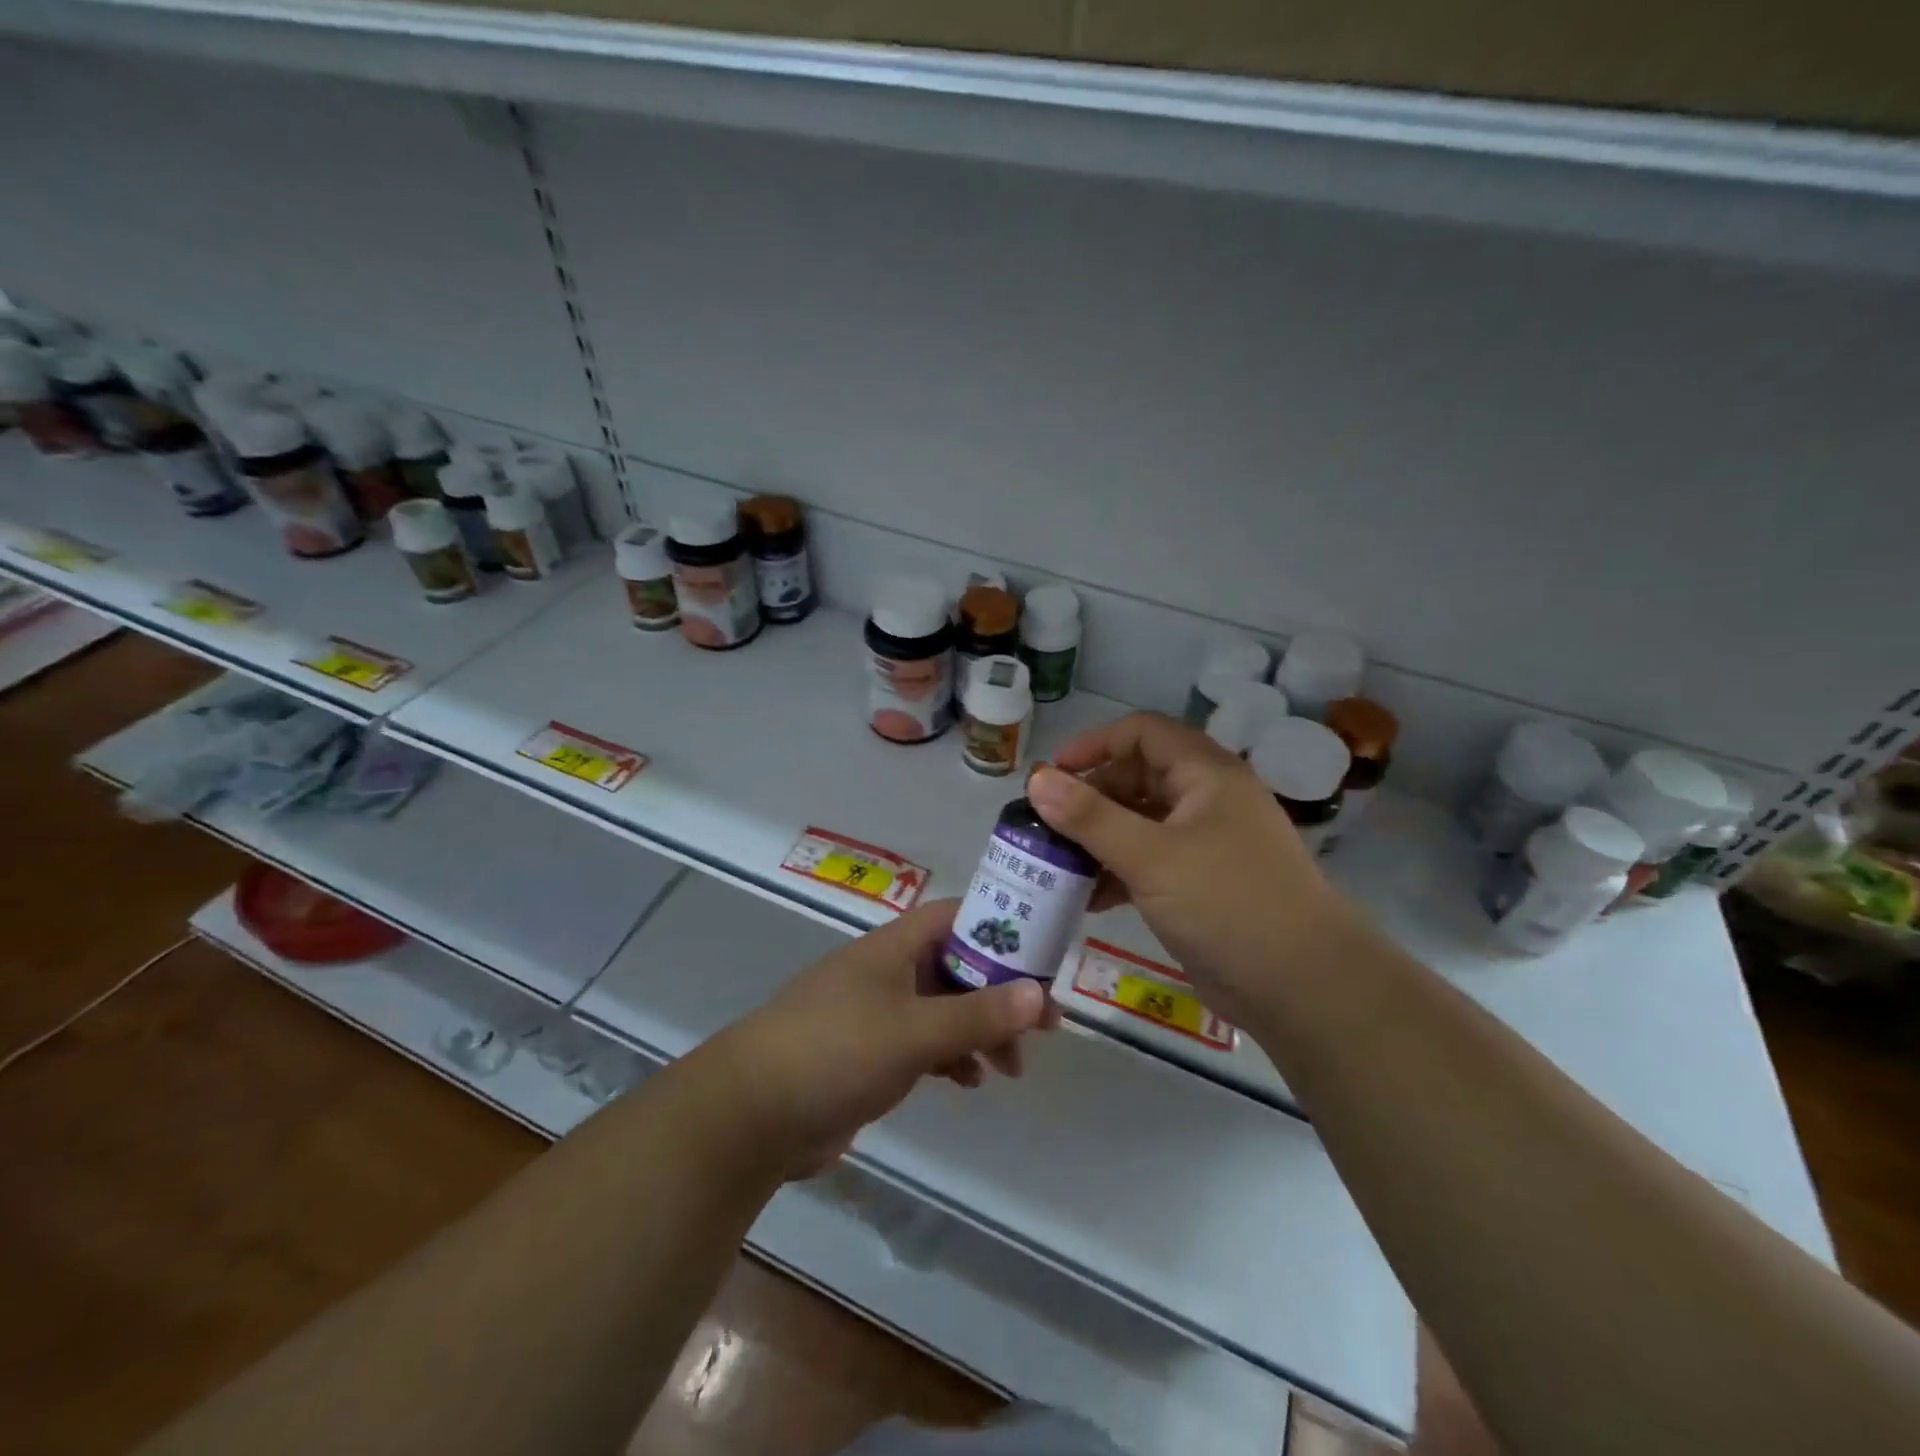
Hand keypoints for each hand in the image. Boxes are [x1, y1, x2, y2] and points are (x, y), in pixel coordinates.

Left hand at [695, 899, 1056, 1178]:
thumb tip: (1039, 994)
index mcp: (894, 947)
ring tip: (1010, 1067)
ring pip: (942, 1008)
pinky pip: (922, 1043)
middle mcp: (887, 971)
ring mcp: (875, 1012)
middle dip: (999, 992)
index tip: (1041, 956)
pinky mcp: (867, 1052)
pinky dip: (950, 1056)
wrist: (751, 1114)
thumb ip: (977, 1014)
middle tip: (1043, 1026)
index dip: (1000, 927)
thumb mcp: (913, 1032)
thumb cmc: (835, 1052)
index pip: (956, 916)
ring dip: (979, 1030)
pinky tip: (968, 1083)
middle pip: (956, 966)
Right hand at [1027, 711, 1354, 1023]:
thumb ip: (1090, 817)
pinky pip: (1148, 862)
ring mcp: (1204, 844)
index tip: (1052, 775)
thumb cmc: (1227, 903)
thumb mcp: (1151, 856)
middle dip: (1089, 797)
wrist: (1303, 985)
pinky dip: (1116, 872)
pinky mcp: (1199, 884)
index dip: (1094, 744)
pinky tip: (1086, 898)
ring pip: (1139, 823)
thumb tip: (1035, 779)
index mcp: (1205, 775)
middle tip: (1045, 826)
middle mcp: (1206, 800)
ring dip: (1098, 838)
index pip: (1142, 732)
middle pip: (1137, 777)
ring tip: (1055, 862)